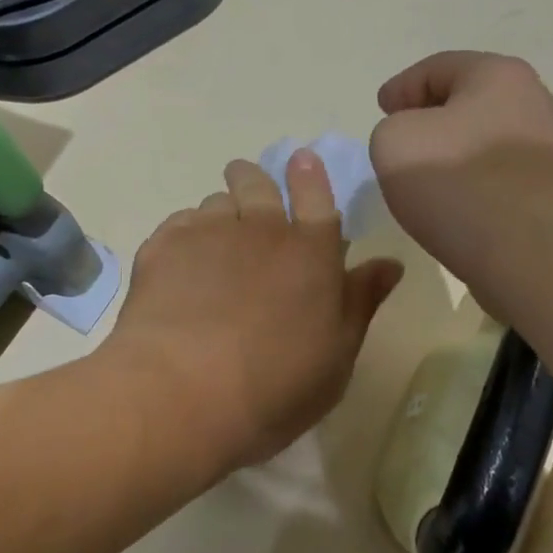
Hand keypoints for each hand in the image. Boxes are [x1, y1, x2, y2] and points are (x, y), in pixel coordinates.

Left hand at [104, 152, 402, 476]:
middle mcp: (260, 228)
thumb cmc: (274, 386)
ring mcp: (207, 232)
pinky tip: (181, 263)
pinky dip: (185, 234)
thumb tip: (389, 264)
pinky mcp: (162, 246)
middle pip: (257, 183)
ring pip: (216, 203)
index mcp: (311, 252)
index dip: (309, 175)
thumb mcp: (335, 357)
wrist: (183, 392)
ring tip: (214, 240)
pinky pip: (179, 223)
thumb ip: (360, 302)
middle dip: (254, 180)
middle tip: (248, 188)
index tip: (301, 160)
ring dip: (221, 212)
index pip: (315, 194)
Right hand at [370, 51, 552, 302]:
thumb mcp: (393, 142)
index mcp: (495, 75)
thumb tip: (416, 142)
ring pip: (482, 141)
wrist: (532, 249)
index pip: (436, 68)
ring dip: (452, 155)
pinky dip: (471, 184)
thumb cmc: (457, 182)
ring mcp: (547, 148)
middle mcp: (531, 101)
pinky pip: (497, 178)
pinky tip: (455, 207)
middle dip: (431, 118)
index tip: (382, 110)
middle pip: (466, 102)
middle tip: (400, 142)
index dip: (401, 87)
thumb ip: (391, 129)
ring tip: (425, 181)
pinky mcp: (550, 192)